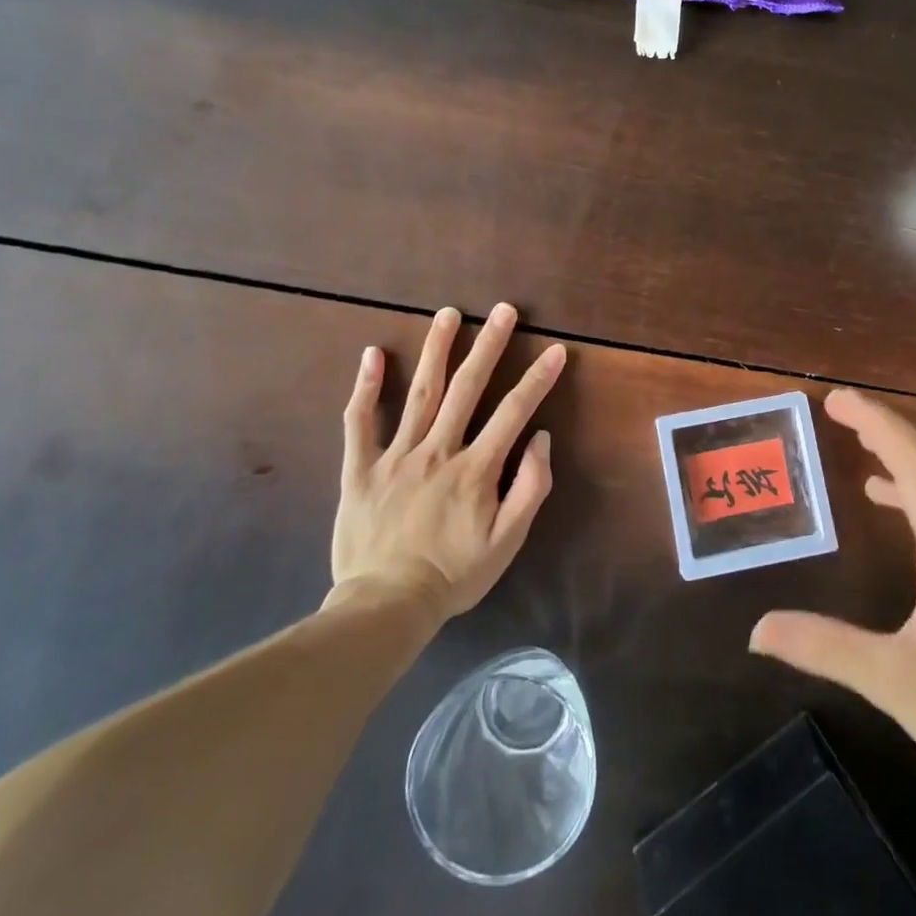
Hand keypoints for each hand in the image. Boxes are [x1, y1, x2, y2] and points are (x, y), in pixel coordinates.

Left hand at [327, 303, 565, 620]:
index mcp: (475, 469)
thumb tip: (541, 439)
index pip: (513, 412)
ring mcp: (396, 456)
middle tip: (503, 310)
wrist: (386, 606)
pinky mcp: (360, 468)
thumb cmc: (454, 574)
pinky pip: (360, 422)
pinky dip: (365, 387)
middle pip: (467, 388)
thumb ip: (529, 489)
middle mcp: (438, 451)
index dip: (538, 379)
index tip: (556, 350)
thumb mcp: (507, 542)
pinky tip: (372, 353)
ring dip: (436, 349)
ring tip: (447, 313)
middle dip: (489, 344)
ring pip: (419, 392)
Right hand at [749, 389, 915, 803]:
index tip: (839, 401)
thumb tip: (757, 628)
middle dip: (890, 428)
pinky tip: (882, 497)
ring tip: (859, 438)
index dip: (880, 428)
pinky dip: (912, 487)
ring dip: (905, 451)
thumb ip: (825, 649)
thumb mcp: (891, 682)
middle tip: (842, 408)